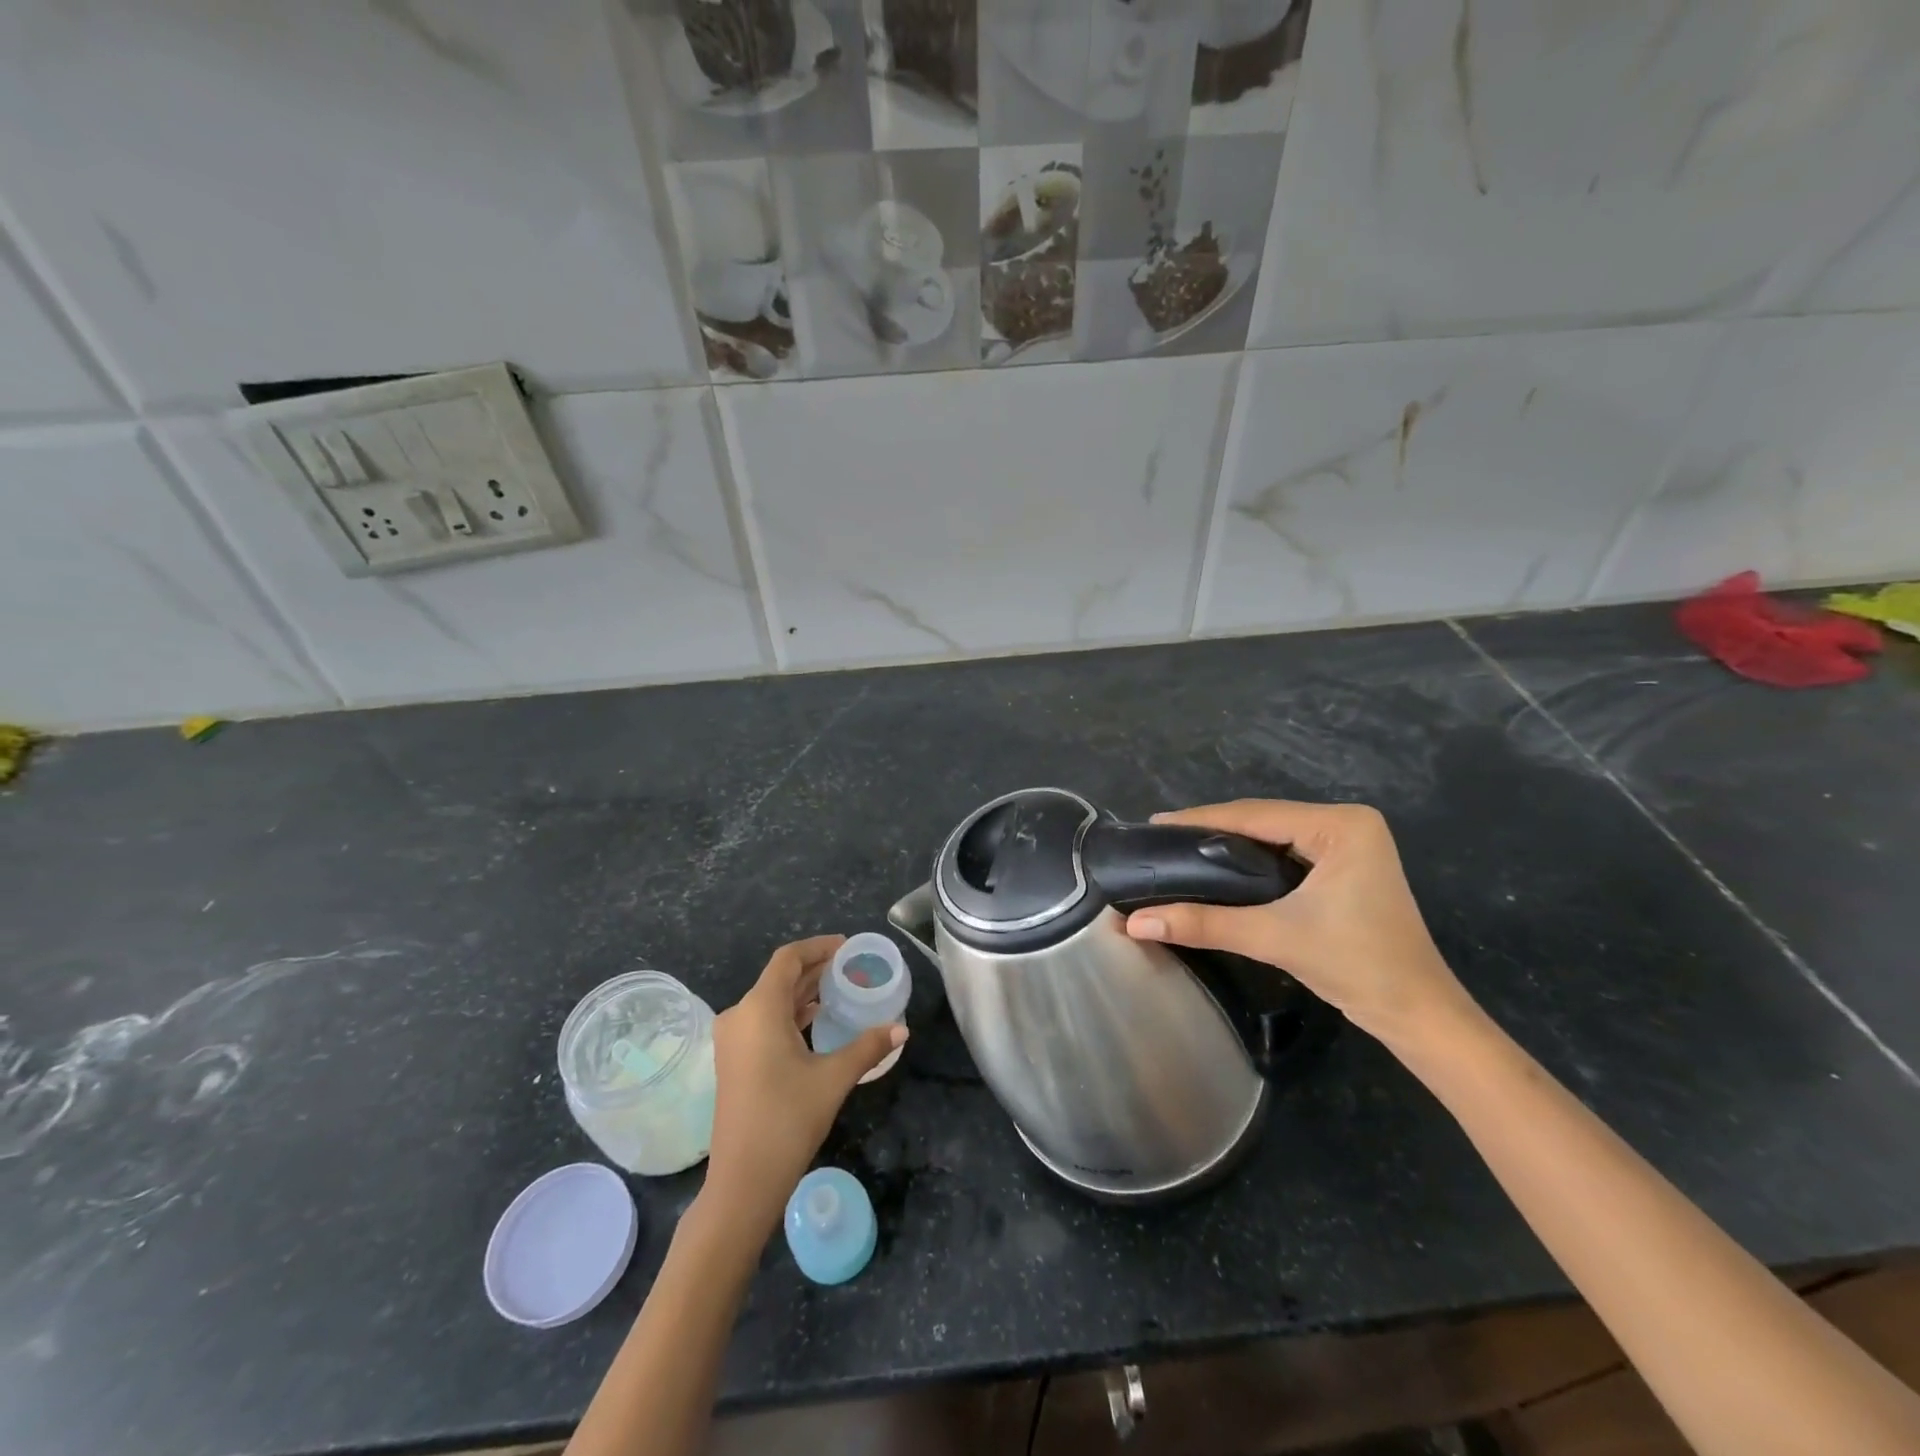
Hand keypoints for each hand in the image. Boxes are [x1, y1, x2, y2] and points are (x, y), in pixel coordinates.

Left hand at [703, 935, 906, 1235]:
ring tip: (839, 990)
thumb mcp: (833, 1078)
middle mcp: (740, 1016)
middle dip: (815, 969)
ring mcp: (732, 1040)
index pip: (788, 959)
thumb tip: (902, 1030)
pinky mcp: (733, 1060)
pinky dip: (790, 1013)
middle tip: (851, 968)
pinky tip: (815, 1020)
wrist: (742, 1181)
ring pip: (771, 1000)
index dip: (818, 947)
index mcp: (759, 1009)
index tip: (847, 947)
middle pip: (779, 978)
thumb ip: (867, 1047)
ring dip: (803, 991)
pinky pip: (763, 1021)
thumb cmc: (787, 1119)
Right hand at [1124, 801, 1474, 1045]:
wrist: (1418, 1015)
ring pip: (1272, 836)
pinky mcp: (1345, 868)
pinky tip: (1217, 867)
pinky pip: (1285, 853)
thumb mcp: (1274, 937)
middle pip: (1263, 820)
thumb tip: (1135, 921)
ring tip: (1178, 849)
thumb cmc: (1357, 965)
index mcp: (1341, 825)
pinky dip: (1250, 861)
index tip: (1154, 824)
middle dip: (1210, 830)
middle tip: (1160, 839)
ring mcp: (1349, 845)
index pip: (1255, 814)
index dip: (1200, 819)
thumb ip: (1203, 923)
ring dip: (1228, 845)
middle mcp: (1347, 823)